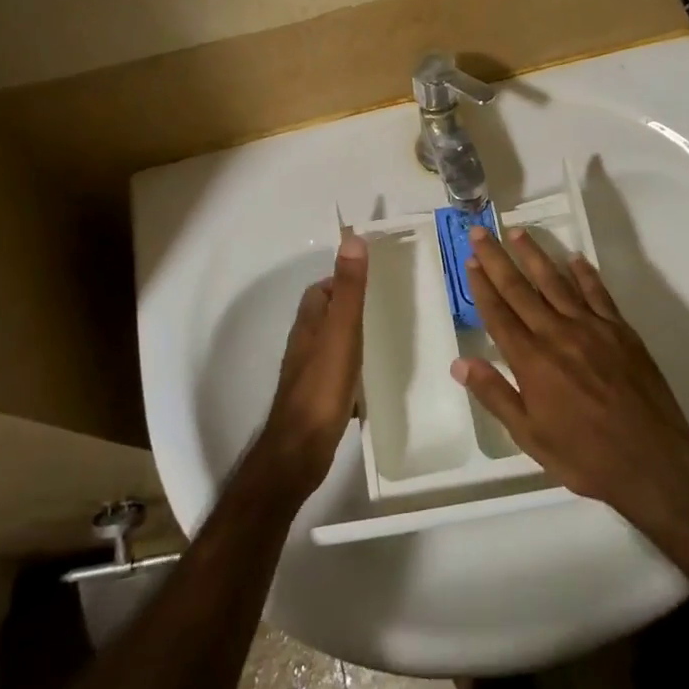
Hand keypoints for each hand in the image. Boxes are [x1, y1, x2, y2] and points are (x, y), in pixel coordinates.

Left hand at [256, 234, 368, 498]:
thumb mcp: (341, 331)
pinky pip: (340, 373)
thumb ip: (349, 289)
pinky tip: (376, 378)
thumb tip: (352, 238)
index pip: (321, 289)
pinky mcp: (319, 398)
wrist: (300, 450)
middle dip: (352, 308)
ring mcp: (310, 373)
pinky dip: (357, 369)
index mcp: (309, 324)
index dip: (343, 280)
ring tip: (388, 338)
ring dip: (355, 338)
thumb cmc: (322, 386)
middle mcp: (305, 344)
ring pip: (334, 344)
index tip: (374, 278)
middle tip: (387, 307)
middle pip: (327, 316)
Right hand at [453, 227, 688, 527]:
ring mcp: (591, 327)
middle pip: (520, 289)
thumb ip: (495, 395)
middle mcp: (557, 334)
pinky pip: (598, 293)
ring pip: (556, 282)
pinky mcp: (620, 329)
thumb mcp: (530, 436)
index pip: (499, 314)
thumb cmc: (584, 455)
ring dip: (535, 255)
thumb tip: (460, 363)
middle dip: (497, 259)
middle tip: (480, 231)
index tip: (470, 261)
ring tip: (518, 232)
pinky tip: (574, 258)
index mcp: (532, 361)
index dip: (482, 286)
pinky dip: (584, 273)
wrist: (651, 459)